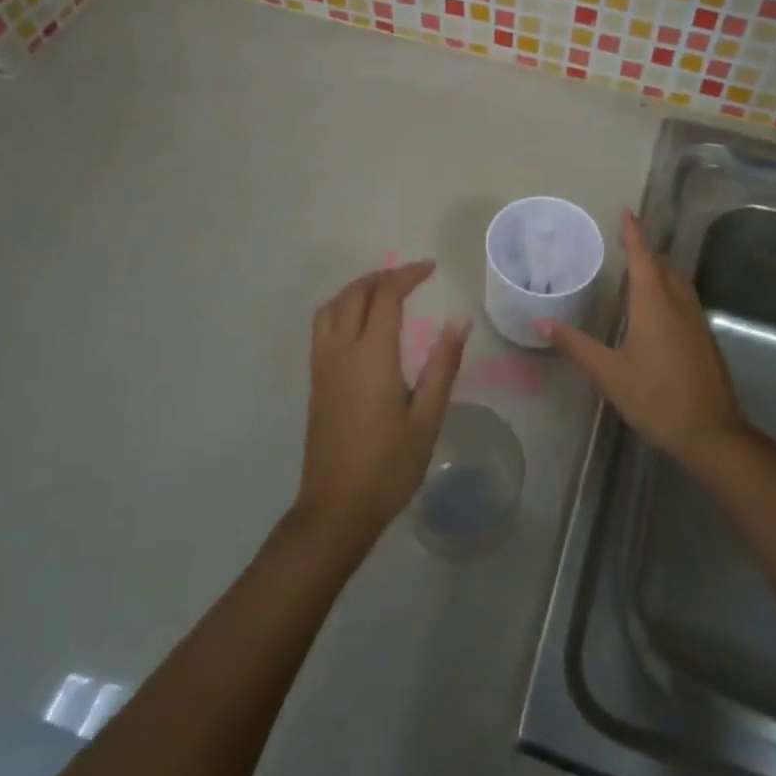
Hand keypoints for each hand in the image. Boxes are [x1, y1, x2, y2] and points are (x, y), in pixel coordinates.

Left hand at [296, 261, 469, 546]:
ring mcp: (322, 365)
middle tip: (411, 277)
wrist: (336, 508)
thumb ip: (442, 366)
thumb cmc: (388, 466)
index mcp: (371, 356)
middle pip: (354, 294)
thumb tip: (459, 322)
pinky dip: (342, 307)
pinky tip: (360, 322)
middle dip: (382, 277)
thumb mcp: (427, 418)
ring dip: (357, 289)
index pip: (385, 296)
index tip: (430, 268)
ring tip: (384, 291)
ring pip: (332, 307)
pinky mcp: (315, 380)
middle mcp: (341, 351)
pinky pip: (323, 326)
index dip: (407, 275)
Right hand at [544, 211, 750, 472]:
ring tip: (640, 270)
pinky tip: (658, 310)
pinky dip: (669, 290)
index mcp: (654, 305)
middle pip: (663, 266)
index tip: (626, 211)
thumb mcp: (609, 373)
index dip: (633, 234)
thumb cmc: (656, 399)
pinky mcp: (705, 340)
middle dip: (645, 251)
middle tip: (624, 243)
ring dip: (660, 270)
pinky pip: (685, 300)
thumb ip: (576, 345)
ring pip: (678, 283)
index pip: (642, 258)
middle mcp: (679, 305)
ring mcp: (697, 322)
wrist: (712, 434)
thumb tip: (541, 322)